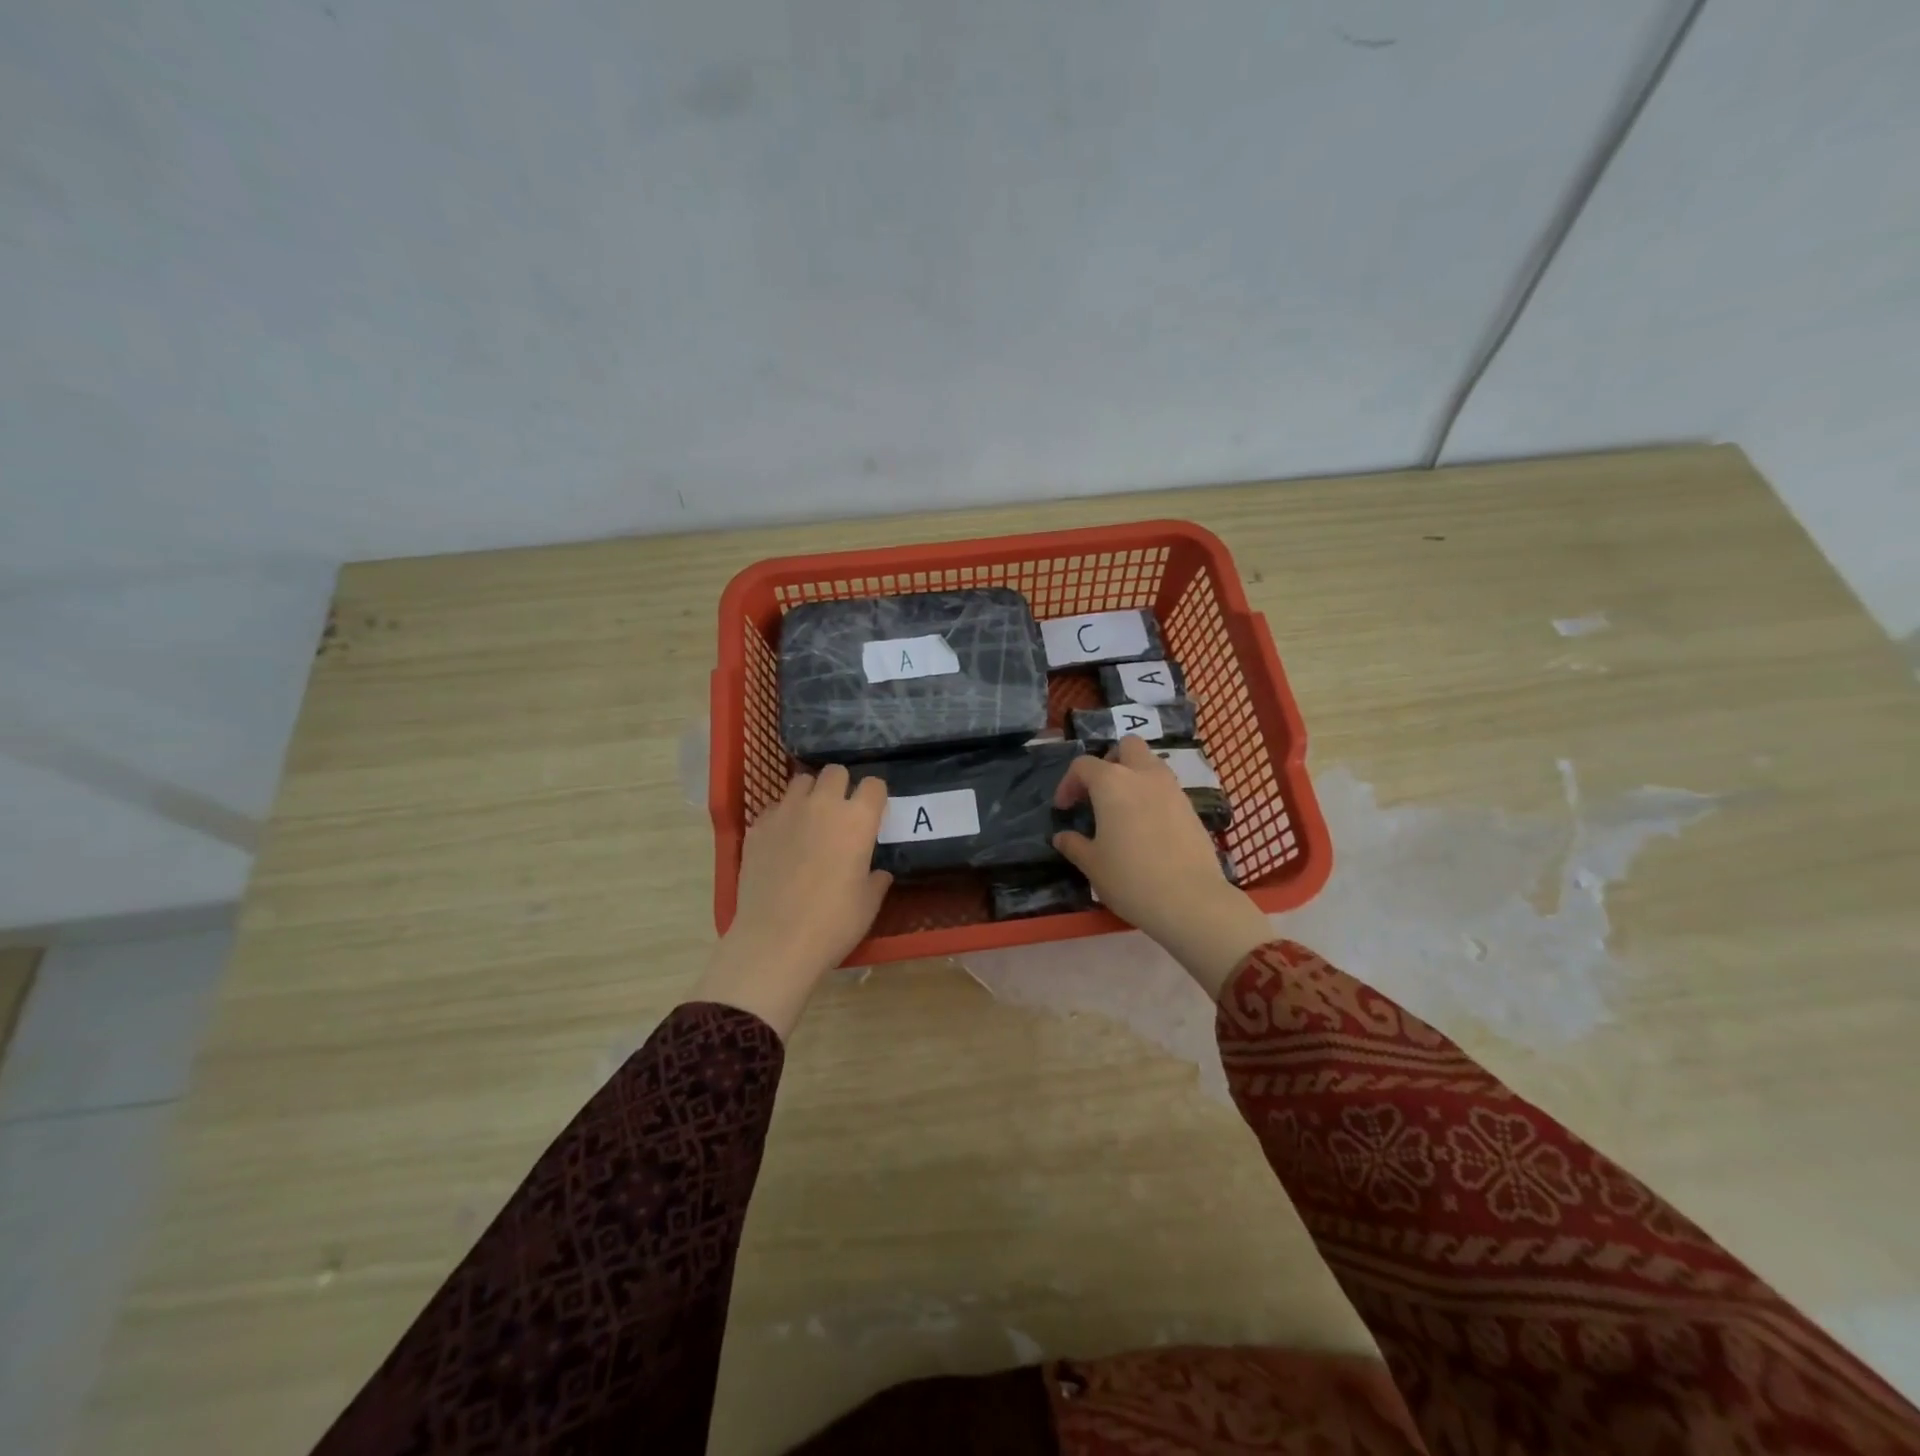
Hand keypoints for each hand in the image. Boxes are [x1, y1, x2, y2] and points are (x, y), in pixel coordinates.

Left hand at [696, 765, 891, 1036]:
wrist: (775, 941)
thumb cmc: (833, 923)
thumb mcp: (868, 904)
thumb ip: (876, 879)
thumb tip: (877, 872)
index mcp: (857, 819)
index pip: (874, 784)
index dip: (875, 796)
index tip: (873, 813)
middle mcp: (822, 805)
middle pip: (835, 772)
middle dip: (841, 786)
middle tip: (841, 813)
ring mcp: (785, 812)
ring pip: (801, 781)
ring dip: (810, 794)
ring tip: (810, 819)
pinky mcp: (757, 827)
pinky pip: (774, 807)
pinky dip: (782, 816)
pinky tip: (782, 841)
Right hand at [1052, 737, 1273, 998]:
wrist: (1191, 900)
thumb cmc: (1131, 879)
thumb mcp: (1093, 865)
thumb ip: (1074, 845)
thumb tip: (1062, 837)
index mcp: (1112, 783)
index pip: (1083, 765)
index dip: (1069, 783)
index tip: (1065, 808)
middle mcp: (1143, 775)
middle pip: (1127, 746)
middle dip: (1110, 761)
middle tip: (1100, 791)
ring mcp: (1172, 789)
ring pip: (1151, 763)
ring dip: (1134, 776)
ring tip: (1123, 808)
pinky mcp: (1191, 807)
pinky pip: (1167, 787)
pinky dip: (1153, 795)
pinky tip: (1147, 826)